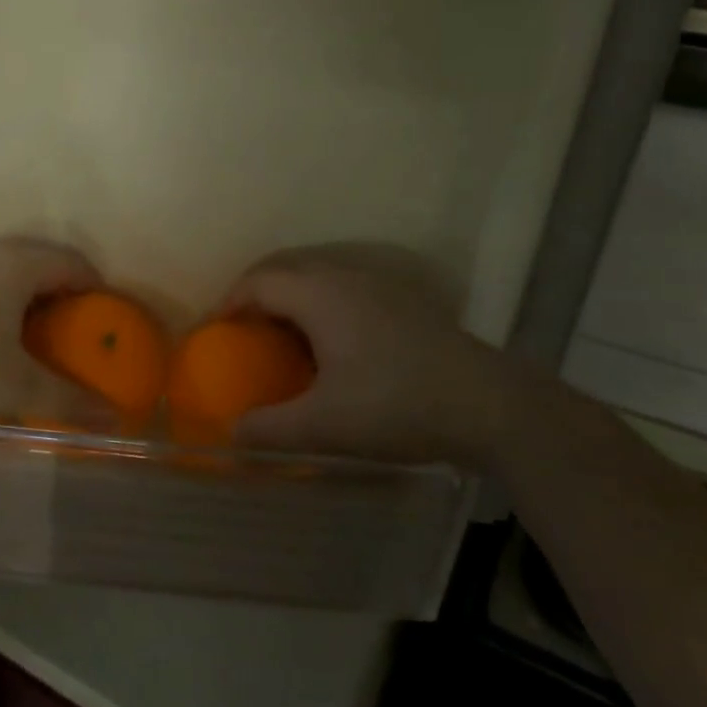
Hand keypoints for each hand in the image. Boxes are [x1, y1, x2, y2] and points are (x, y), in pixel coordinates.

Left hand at [0, 236, 117, 430]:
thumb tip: (113, 416)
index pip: (71, 262)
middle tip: (75, 321)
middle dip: (63, 285)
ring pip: (7, 264)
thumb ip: (70, 399)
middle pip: (41, 257)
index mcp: (17, 265)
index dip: (94, 286)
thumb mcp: (18, 388)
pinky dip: (0, 292)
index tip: (104, 316)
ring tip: (37, 325)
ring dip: (30, 287)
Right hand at [221, 243, 546, 469]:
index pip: (259, 281)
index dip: (229, 301)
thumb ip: (269, 429)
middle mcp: (347, 278)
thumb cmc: (397, 405)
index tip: (214, 330)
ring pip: (320, 280)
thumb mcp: (324, 426)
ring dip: (292, 302)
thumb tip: (232, 434)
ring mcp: (382, 287)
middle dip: (257, 296)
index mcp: (320, 295)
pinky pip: (346, 292)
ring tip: (282, 339)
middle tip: (242, 332)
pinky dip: (322, 309)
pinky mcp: (406, 304)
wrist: (492, 406)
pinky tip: (333, 348)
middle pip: (287, 272)